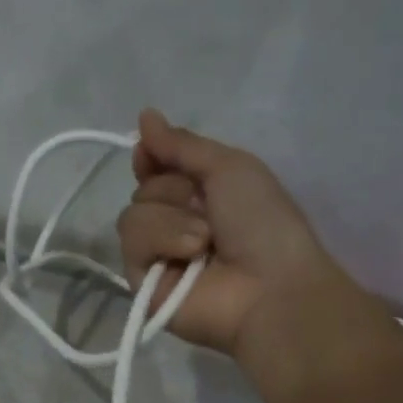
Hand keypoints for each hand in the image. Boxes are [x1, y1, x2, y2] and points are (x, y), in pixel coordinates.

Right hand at [117, 109, 345, 357]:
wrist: (270, 286)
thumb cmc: (262, 223)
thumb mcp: (230, 167)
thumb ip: (182, 145)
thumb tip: (144, 115)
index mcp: (202, 197)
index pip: (156, 171)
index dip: (151, 158)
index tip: (150, 153)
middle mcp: (177, 226)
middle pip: (143, 190)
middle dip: (172, 191)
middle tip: (207, 211)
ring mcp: (160, 259)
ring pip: (133, 215)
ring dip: (171, 219)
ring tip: (205, 241)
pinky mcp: (144, 287)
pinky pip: (132, 244)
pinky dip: (161, 241)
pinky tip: (192, 255)